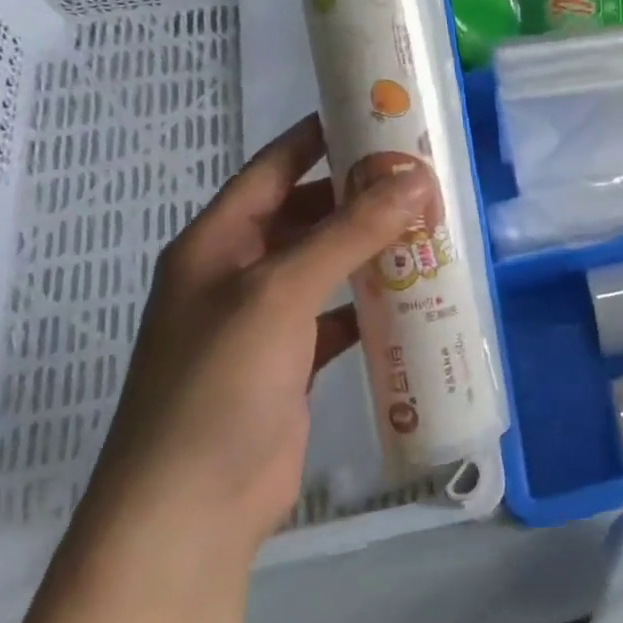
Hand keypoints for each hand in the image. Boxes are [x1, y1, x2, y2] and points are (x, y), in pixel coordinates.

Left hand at [81, 113, 431, 555]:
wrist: (191, 509)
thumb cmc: (218, 385)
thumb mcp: (280, 294)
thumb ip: (347, 234)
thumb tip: (415, 179)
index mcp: (217, 242)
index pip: (275, 167)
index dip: (321, 136)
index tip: (378, 114)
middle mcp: (239, 273)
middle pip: (308, 214)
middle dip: (362, 194)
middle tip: (425, 175)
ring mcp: (266, 320)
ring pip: (328, 264)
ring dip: (373, 247)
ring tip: (432, 226)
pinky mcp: (294, 362)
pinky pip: (341, 314)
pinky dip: (374, 301)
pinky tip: (416, 294)